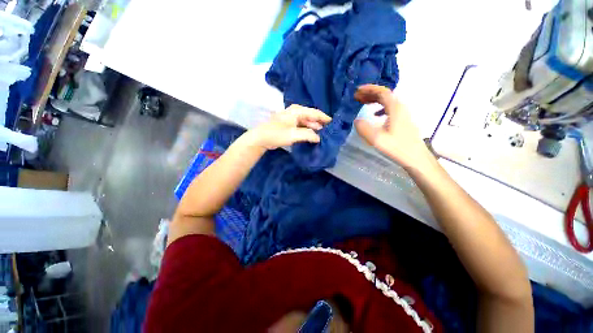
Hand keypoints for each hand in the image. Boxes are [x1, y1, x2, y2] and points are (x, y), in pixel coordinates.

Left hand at [249, 105, 331, 149]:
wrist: (261, 138)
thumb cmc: (277, 134)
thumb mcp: (294, 134)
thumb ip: (308, 135)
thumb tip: (319, 138)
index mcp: (297, 111)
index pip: (315, 113)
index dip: (325, 118)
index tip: (334, 123)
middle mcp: (295, 112)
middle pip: (311, 117)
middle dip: (320, 123)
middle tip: (329, 131)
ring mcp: (292, 118)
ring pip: (307, 122)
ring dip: (314, 128)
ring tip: (323, 134)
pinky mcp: (289, 125)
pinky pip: (302, 126)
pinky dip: (308, 130)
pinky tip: (312, 136)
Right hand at [354, 84, 434, 169]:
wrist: (416, 158)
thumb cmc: (397, 147)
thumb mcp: (377, 139)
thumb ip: (364, 128)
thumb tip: (356, 120)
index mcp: (395, 108)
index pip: (382, 92)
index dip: (369, 89)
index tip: (357, 90)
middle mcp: (400, 107)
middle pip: (384, 94)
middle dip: (369, 93)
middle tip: (356, 97)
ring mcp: (402, 114)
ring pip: (387, 101)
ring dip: (374, 100)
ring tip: (362, 103)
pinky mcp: (402, 121)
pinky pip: (389, 109)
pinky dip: (380, 108)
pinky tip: (374, 115)